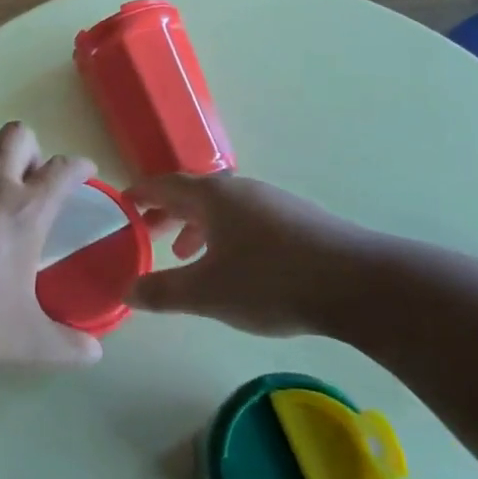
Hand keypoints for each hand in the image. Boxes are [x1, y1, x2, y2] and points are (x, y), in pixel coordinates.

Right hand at [128, 173, 371, 336]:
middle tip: (148, 235)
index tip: (121, 205)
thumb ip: (163, 291)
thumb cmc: (270, 281)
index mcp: (212, 195)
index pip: (164, 185)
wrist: (356, 282)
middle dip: (167, 213)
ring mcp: (272, 201)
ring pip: (222, 207)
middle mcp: (240, 188)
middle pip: (192, 193)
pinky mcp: (297, 219)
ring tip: (189, 256)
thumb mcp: (207, 293)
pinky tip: (237, 265)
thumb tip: (126, 290)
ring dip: (198, 226)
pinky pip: (247, 218)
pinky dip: (226, 233)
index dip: (140, 195)